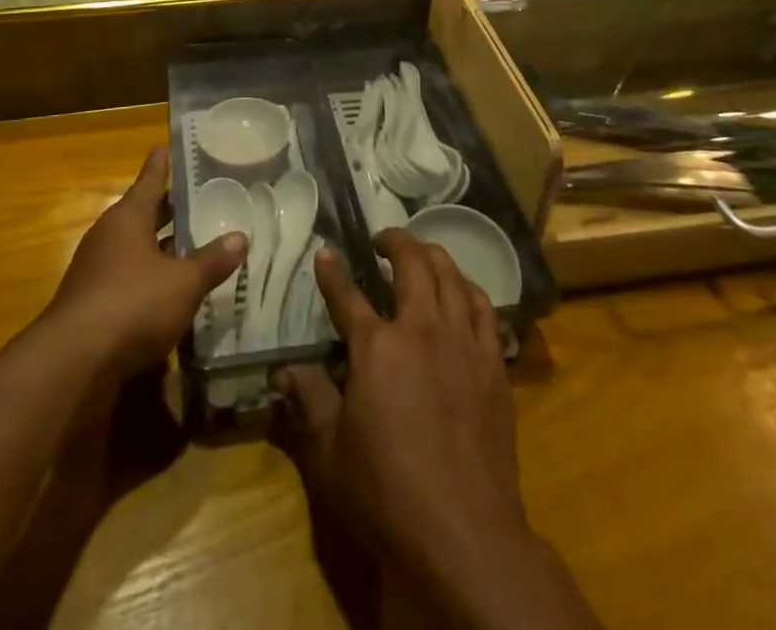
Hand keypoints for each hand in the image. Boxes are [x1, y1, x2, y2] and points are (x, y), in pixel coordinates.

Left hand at [46, 147, 246, 380]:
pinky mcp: (91, 304)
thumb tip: (241, 237)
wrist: (73, 364)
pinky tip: (170, 291)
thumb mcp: (183, 283)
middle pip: (141, 214)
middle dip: (166, 209)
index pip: (148, 181)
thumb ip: (212, 261)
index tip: (163, 145)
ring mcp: (95, 271)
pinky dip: (149, 278)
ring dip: (159, 246)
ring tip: (191, 244)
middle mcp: (108, 237)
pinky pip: (127, 278)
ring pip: (135, 248)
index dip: (159, 164)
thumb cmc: (132, 305)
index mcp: (128, 218)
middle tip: (194, 198)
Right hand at [274, 230, 527, 583]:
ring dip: (433, 257)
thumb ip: (308, 401)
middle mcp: (422, 329)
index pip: (347, 295)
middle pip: (412, 264)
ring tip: (422, 255)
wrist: (465, 534)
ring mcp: (463, 342)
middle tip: (383, 240)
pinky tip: (463, 293)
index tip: (326, 253)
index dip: (332, 272)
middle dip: (395, 241)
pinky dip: (469, 290)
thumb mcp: (330, 453)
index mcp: (377, 347)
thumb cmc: (387, 494)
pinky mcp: (493, 363)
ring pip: (452, 276)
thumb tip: (282, 369)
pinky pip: (484, 308)